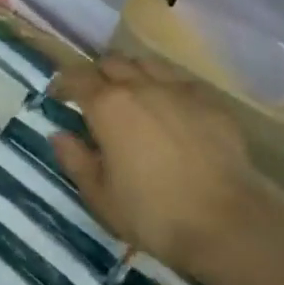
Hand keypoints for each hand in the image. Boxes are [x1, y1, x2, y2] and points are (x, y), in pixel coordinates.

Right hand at [51, 56, 254, 277]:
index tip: (57, 96)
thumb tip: (60, 135)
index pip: (77, 77)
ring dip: (132, 75)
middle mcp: (143, 86)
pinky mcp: (212, 102)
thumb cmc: (152, 213)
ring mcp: (181, 90)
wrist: (226, 222)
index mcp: (108, 106)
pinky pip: (180, 81)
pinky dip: (165, 87)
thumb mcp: (99, 196)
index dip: (63, 83)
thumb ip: (75, 160)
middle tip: (93, 99)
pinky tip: (169, 111)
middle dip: (97, 75)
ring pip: (148, 64)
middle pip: (112, 62)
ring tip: (131, 98)